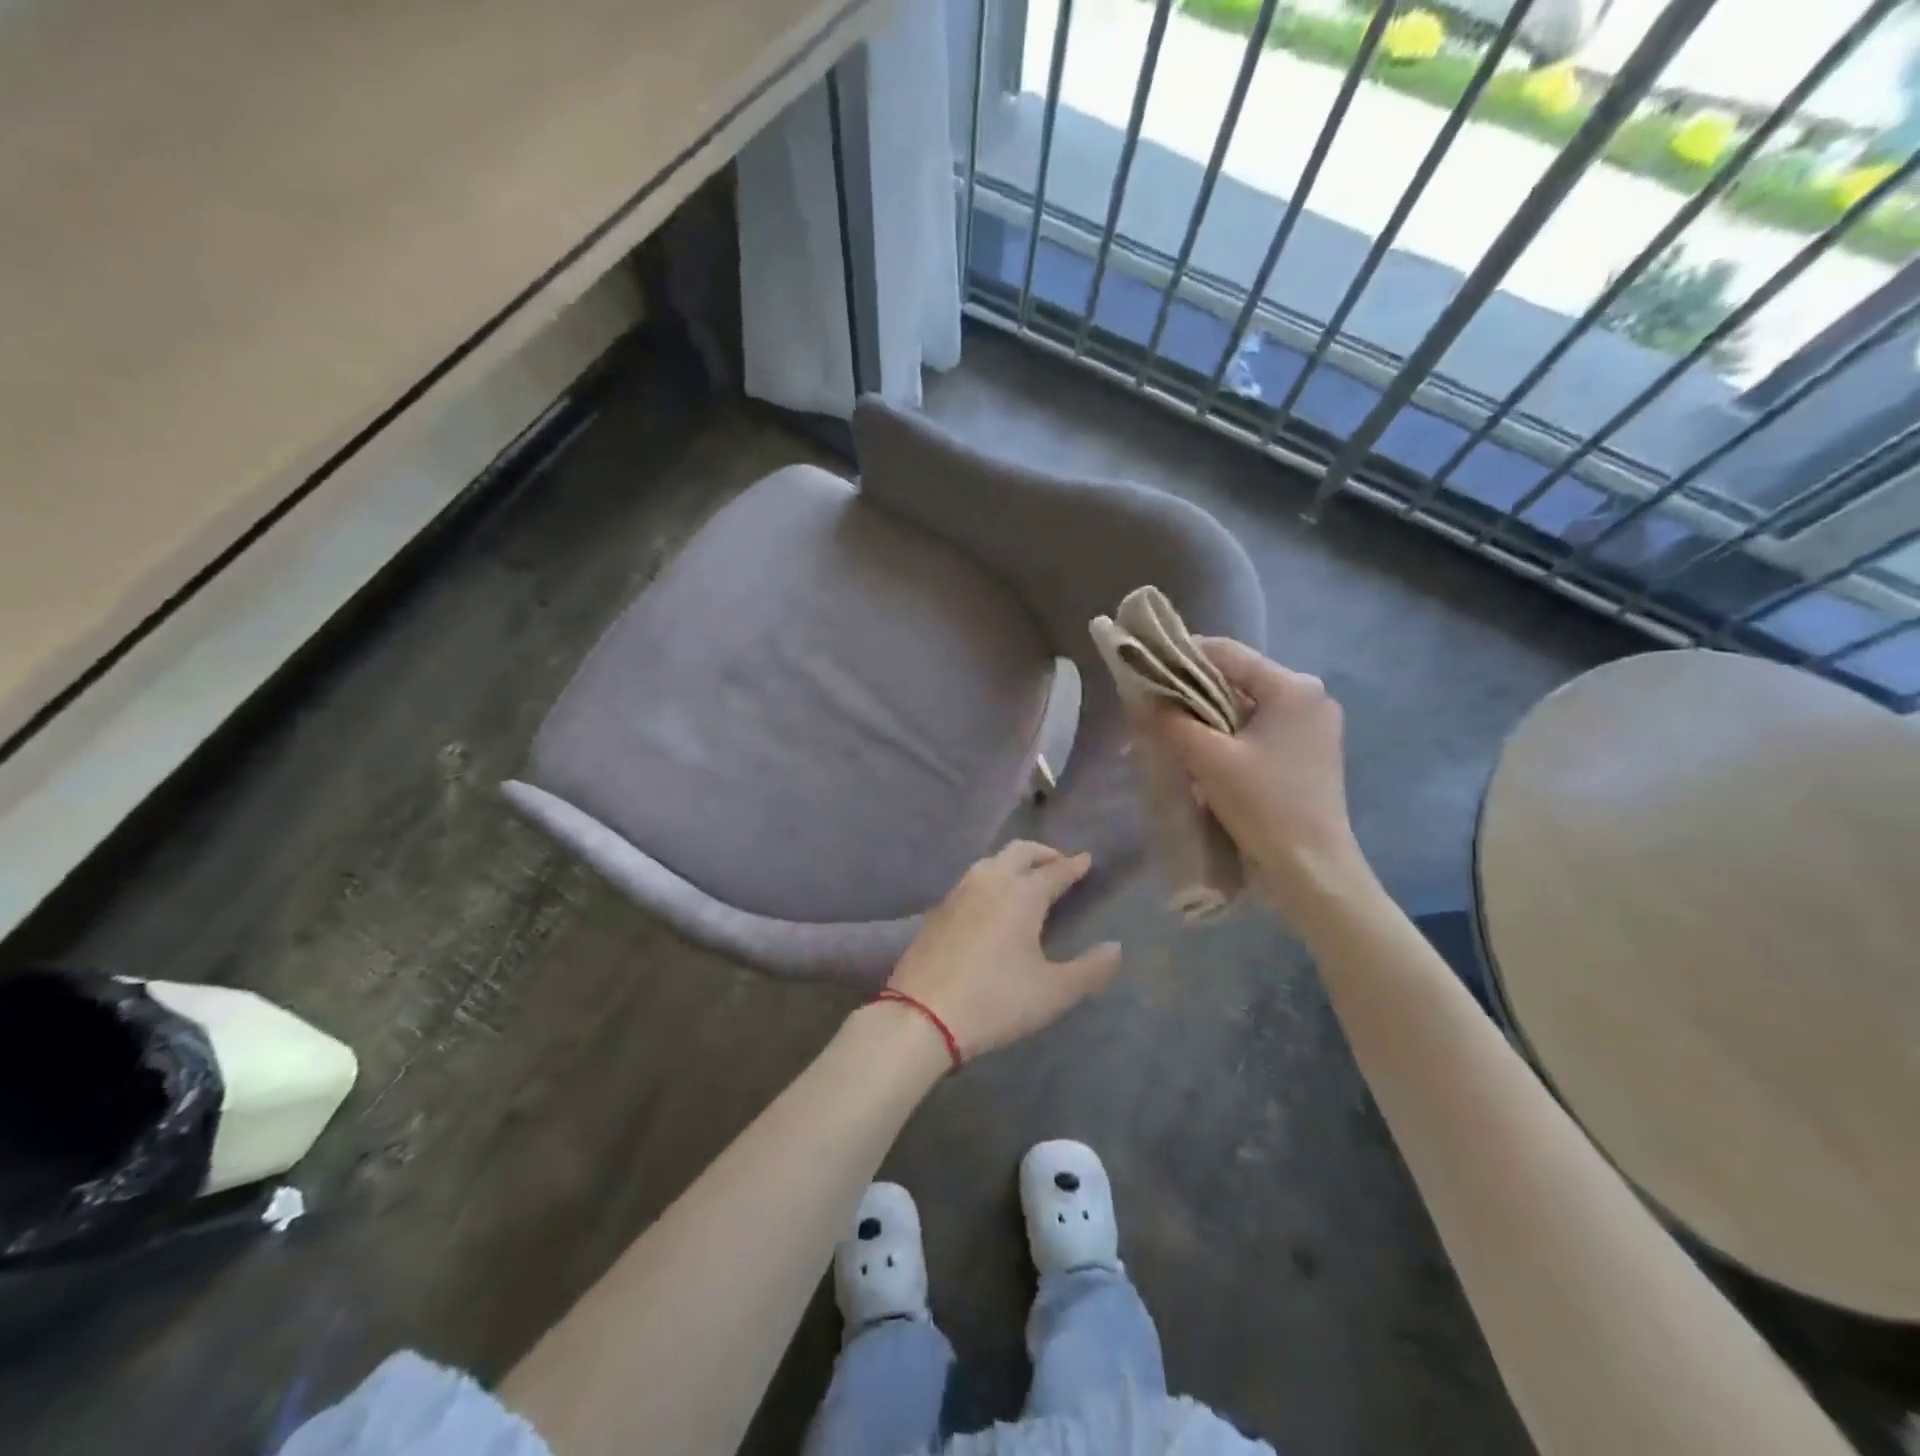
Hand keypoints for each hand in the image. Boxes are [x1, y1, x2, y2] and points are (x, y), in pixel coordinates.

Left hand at [885, 841, 1121, 1061]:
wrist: (922, 1015)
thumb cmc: (996, 1001)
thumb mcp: (1053, 993)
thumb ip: (1091, 970)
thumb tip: (1116, 947)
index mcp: (1022, 894)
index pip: (1055, 871)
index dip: (1074, 865)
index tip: (1087, 859)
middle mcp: (990, 881)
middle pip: (1020, 852)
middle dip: (1043, 852)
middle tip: (1059, 863)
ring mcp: (958, 892)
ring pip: (991, 861)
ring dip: (1013, 862)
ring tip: (1026, 879)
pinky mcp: (937, 910)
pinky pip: (971, 880)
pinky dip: (990, 878)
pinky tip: (991, 901)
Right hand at [1146, 638, 1371, 919]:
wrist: (1312, 870)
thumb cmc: (1264, 805)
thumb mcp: (1209, 759)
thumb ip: (1171, 721)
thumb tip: (1141, 699)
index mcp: (1293, 687)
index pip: (1227, 653)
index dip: (1181, 656)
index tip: (1144, 671)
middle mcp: (1309, 697)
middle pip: (1237, 679)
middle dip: (1192, 691)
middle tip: (1153, 707)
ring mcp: (1313, 726)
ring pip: (1246, 706)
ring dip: (1208, 715)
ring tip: (1171, 730)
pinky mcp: (1309, 752)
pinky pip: (1259, 729)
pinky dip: (1229, 734)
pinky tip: (1203, 752)